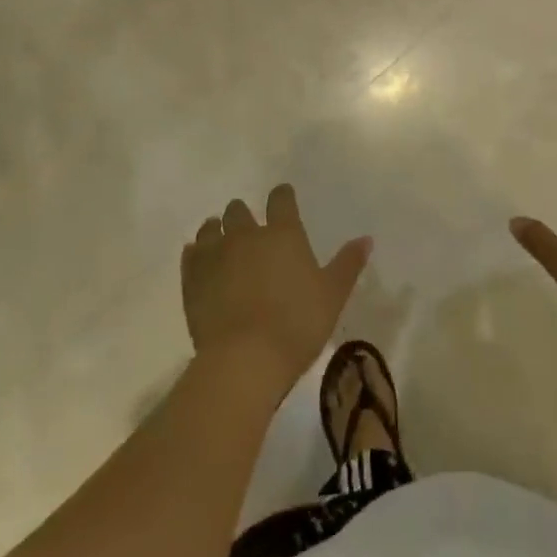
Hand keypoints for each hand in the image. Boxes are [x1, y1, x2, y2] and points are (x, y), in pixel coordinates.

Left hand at [181, 184, 370, 397]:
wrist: (244, 360)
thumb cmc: (297, 324)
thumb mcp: (333, 295)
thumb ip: (348, 264)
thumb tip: (366, 239)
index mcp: (283, 234)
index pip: (281, 199)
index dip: (282, 196)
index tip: (283, 198)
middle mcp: (247, 235)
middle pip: (239, 210)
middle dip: (243, 214)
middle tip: (249, 229)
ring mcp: (215, 255)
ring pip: (211, 228)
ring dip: (217, 230)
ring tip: (221, 241)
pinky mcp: (192, 279)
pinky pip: (191, 255)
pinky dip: (196, 254)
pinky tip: (200, 261)